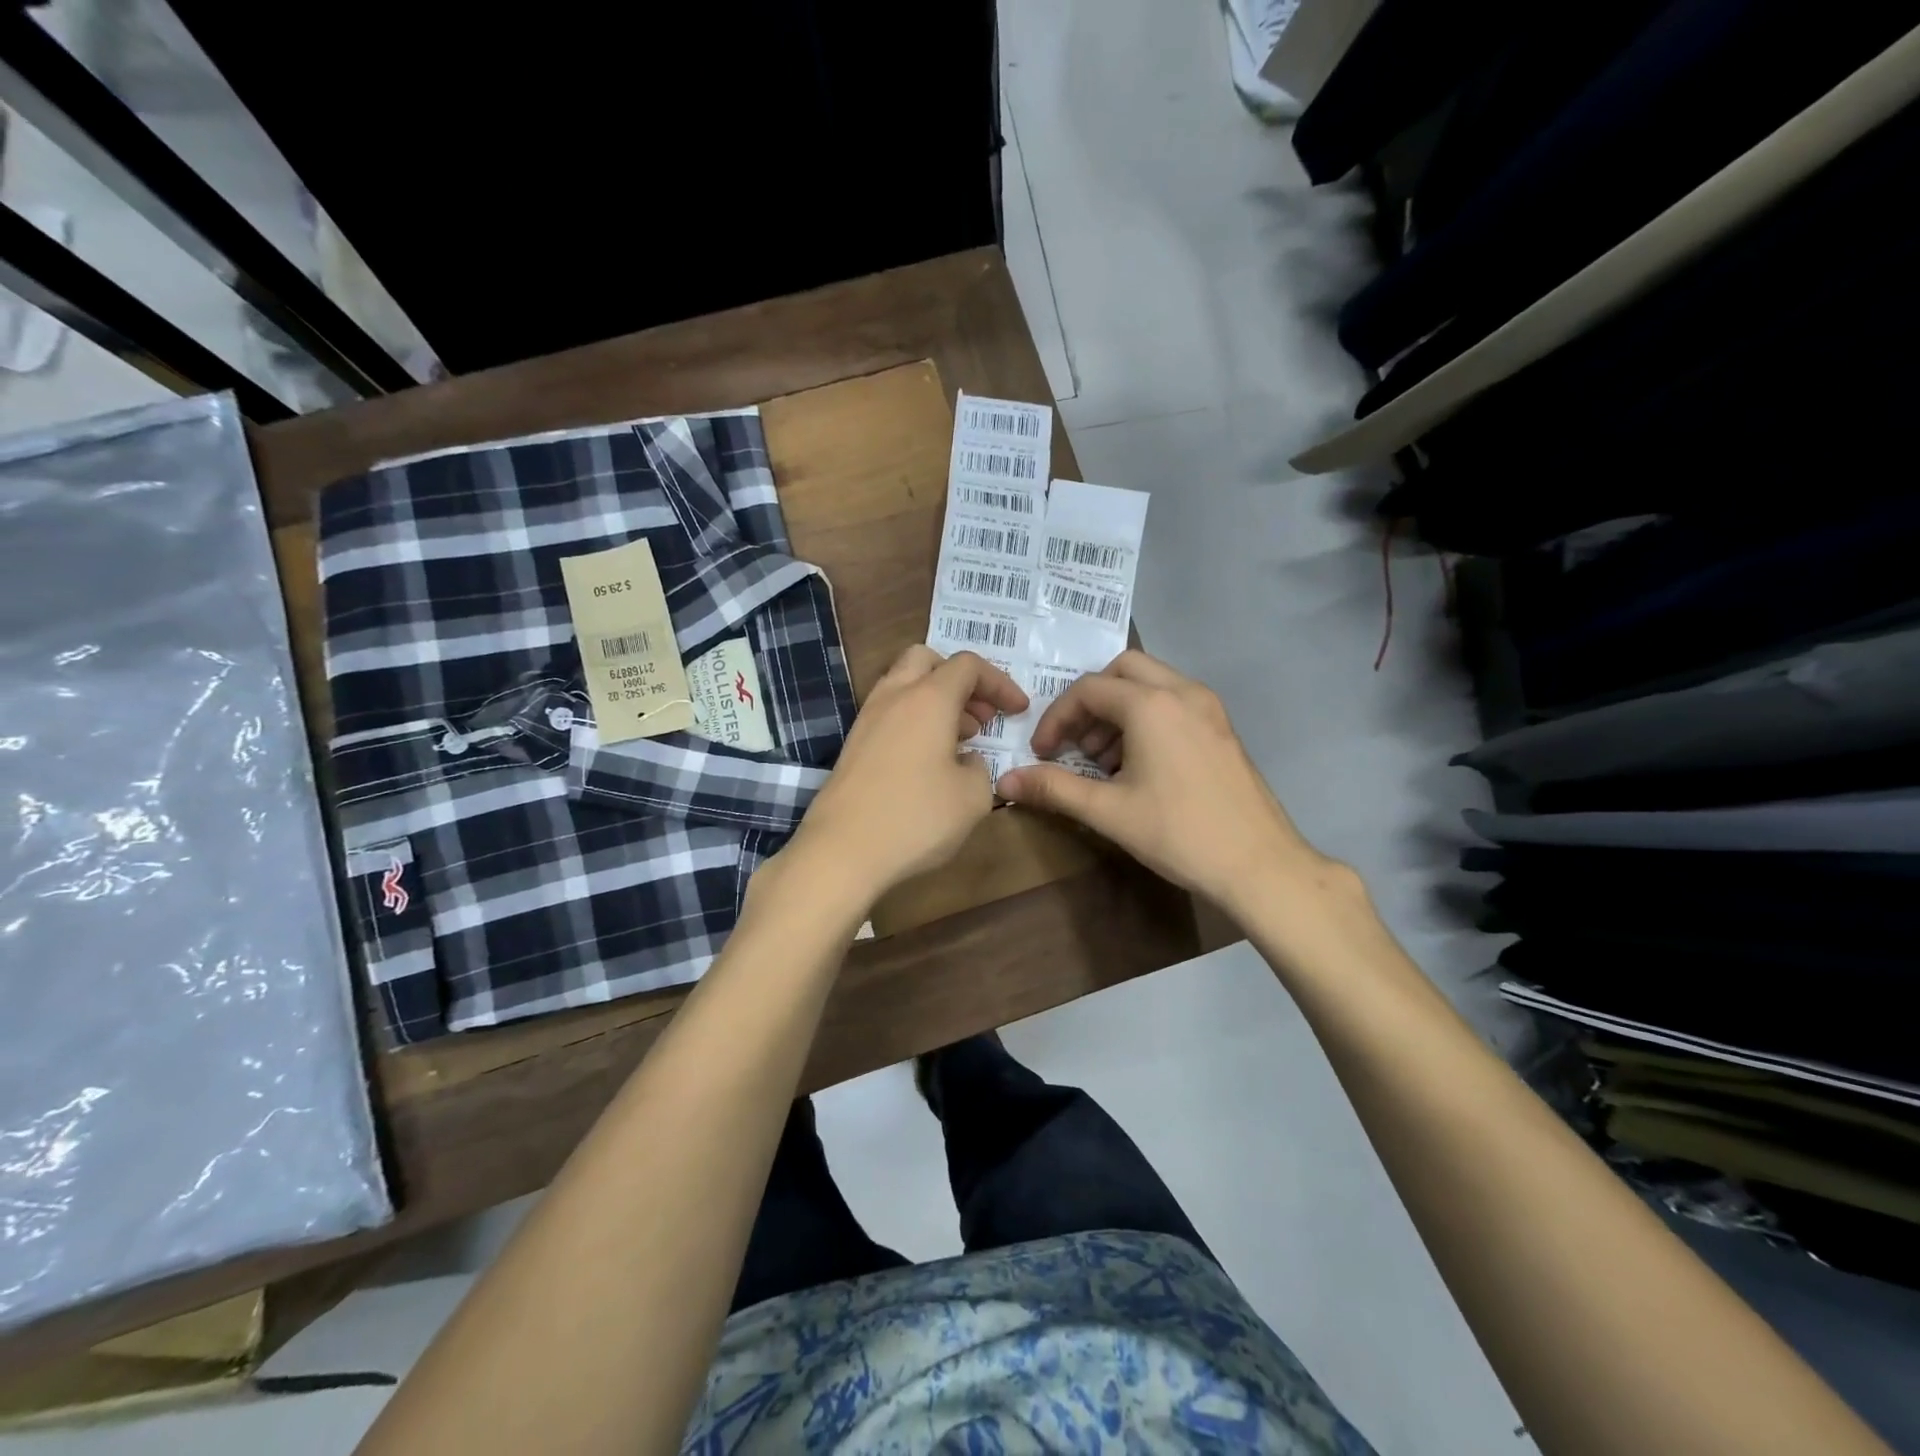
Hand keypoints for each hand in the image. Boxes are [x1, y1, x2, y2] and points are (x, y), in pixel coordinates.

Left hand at [788, 646, 1028, 904]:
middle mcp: (894, 696)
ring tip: (960, 741)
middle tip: (981, 717)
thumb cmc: (916, 818)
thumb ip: (980, 769)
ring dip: (936, 701)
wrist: (841, 851)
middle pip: (927, 660)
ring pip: (904, 685)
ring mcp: (867, 719)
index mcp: (928, 698)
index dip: (999, 683)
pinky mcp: (853, 744)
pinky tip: (929, 761)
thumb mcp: (973, 798)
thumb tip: (965, 761)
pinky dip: (915, 720)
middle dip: (960, 680)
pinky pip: (890, 713)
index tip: (1018, 711)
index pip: (968, 666)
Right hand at [996, 650, 1333, 913]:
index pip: (1087, 690)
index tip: (1042, 753)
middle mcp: (1182, 691)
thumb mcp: (1108, 811)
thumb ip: (1052, 788)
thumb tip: (1005, 781)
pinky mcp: (1222, 726)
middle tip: (1075, 744)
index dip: (1056, 719)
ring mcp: (1209, 707)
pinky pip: (1173, 702)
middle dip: (1089, 703)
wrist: (1260, 865)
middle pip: (1121, 671)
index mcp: (1151, 704)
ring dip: (1117, 710)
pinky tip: (1139, 765)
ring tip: (1103, 761)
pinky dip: (1146, 717)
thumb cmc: (1179, 834)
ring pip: (1150, 683)